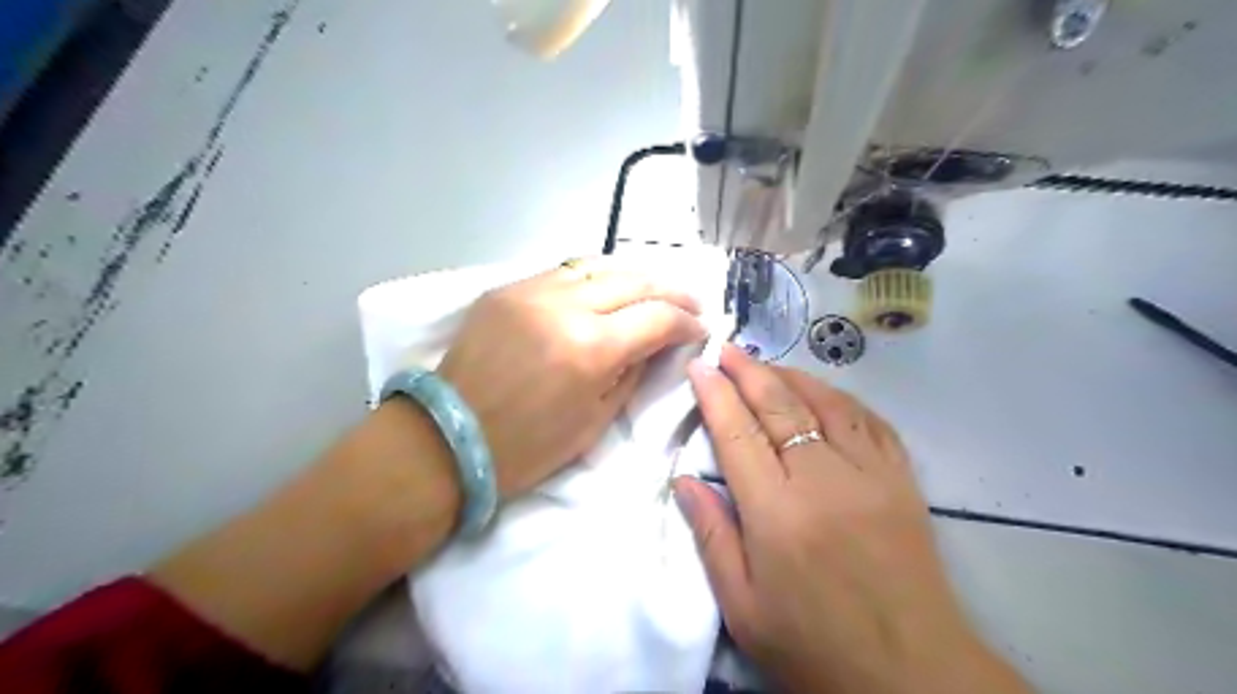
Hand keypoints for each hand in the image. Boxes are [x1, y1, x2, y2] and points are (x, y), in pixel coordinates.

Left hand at [440, 257, 705, 496]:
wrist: (449, 438)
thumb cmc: (528, 447)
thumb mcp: (596, 420)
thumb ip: (633, 373)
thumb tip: (656, 344)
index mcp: (591, 349)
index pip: (657, 317)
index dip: (686, 322)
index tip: (699, 329)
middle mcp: (565, 307)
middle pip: (634, 280)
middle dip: (670, 291)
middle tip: (689, 303)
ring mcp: (531, 290)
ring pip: (599, 266)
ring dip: (634, 277)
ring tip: (653, 291)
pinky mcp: (506, 288)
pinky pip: (563, 272)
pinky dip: (594, 278)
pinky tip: (606, 290)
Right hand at [672, 344, 1029, 693]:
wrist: (912, 675)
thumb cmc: (815, 646)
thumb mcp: (744, 607)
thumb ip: (712, 537)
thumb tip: (684, 481)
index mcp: (778, 513)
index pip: (738, 434)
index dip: (716, 394)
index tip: (699, 366)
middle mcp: (823, 480)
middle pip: (780, 406)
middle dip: (748, 371)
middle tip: (727, 348)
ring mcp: (870, 475)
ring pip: (826, 403)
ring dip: (792, 376)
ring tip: (766, 363)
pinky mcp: (902, 481)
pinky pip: (871, 421)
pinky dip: (841, 397)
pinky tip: (824, 391)